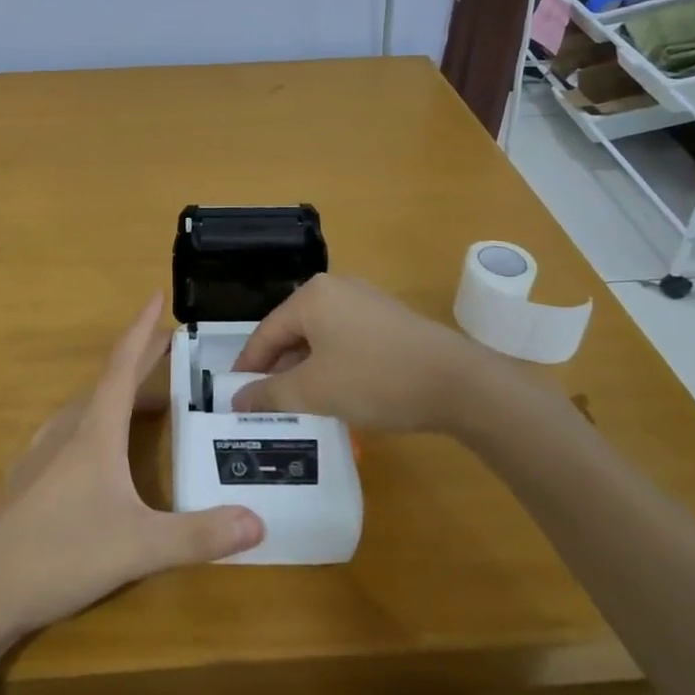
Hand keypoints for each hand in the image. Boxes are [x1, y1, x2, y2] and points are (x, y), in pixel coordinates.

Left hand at [0, 294, 264, 640]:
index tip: (156, 295)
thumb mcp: (139, 546)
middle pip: (108, 383)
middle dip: (140, 363)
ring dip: (119, 397)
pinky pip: (69, 434)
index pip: (123, 365)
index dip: (142, 329)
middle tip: (170, 351)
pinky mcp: (27, 480)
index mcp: (94, 430)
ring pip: (86, 410)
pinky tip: (99, 453)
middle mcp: (66, 430)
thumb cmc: (62, 553)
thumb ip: (199, 535)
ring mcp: (41, 454)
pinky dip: (96, 425)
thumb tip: (259, 522)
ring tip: (147, 406)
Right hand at [232, 273, 517, 435]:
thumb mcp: (314, 391)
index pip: (265, 332)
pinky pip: (345, 340)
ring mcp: (366, 302)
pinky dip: (332, 365)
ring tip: (298, 405)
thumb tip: (238, 399)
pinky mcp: (389, 320)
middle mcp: (336, 289)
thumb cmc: (376, 379)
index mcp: (311, 296)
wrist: (458, 383)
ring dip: (305, 370)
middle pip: (292, 332)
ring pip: (319, 338)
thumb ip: (270, 394)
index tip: (235, 397)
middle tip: (265, 405)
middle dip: (277, 369)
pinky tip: (336, 394)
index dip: (248, 366)